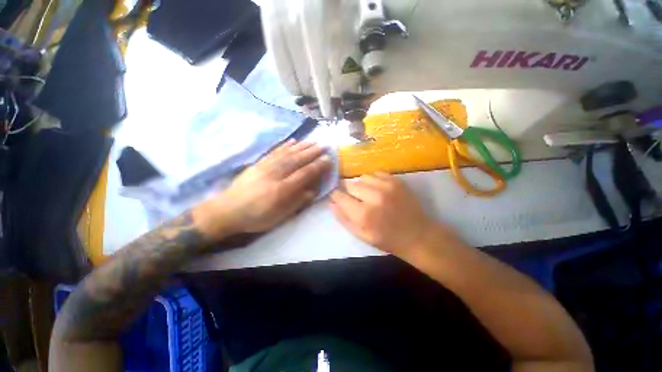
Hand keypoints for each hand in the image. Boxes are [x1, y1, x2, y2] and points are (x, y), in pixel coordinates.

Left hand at [194, 140, 331, 240]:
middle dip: (313, 152)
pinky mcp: (259, 163)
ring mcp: (266, 166)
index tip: (328, 159)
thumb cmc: (256, 217)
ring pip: (287, 153)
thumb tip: (312, 191)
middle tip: (324, 145)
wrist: (227, 210)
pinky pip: (274, 151)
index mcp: (282, 190)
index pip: (304, 174)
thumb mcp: (279, 217)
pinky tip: (293, 141)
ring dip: (302, 146)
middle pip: (297, 160)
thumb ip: (297, 203)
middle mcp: (275, 174)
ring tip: (313, 141)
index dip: (317, 166)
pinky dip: (285, 145)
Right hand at [329, 173, 439, 256]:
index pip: (340, 196)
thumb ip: (343, 218)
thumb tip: (331, 202)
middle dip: (348, 190)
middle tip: (355, 198)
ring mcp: (386, 186)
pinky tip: (378, 189)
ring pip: (362, 177)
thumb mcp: (361, 235)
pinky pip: (376, 174)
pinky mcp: (396, 181)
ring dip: (361, 185)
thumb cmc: (387, 239)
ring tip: (367, 194)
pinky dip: (373, 180)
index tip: (336, 195)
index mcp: (363, 214)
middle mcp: (373, 197)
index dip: (335, 195)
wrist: (417, 235)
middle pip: (350, 184)